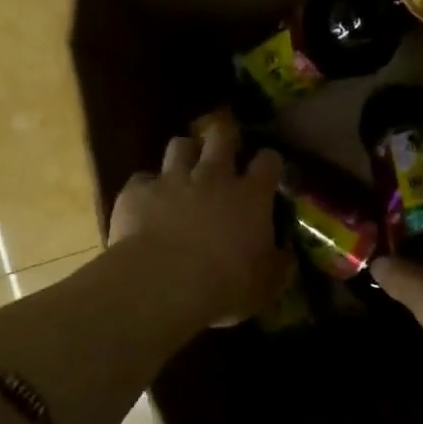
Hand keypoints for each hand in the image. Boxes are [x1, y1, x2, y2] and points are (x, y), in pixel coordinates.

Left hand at [109, 127, 285, 327]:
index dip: (269, 162)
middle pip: (221, 137)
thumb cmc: (225, 286)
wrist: (163, 284)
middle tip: (225, 152)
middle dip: (225, 139)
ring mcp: (173, 180)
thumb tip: (284, 256)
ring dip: (185, 154)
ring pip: (180, 145)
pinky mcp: (137, 192)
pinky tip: (146, 203)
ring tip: (184, 168)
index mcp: (251, 197)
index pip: (268, 161)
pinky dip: (147, 188)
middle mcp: (213, 177)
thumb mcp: (265, 284)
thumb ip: (276, 264)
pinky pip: (142, 179)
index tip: (268, 170)